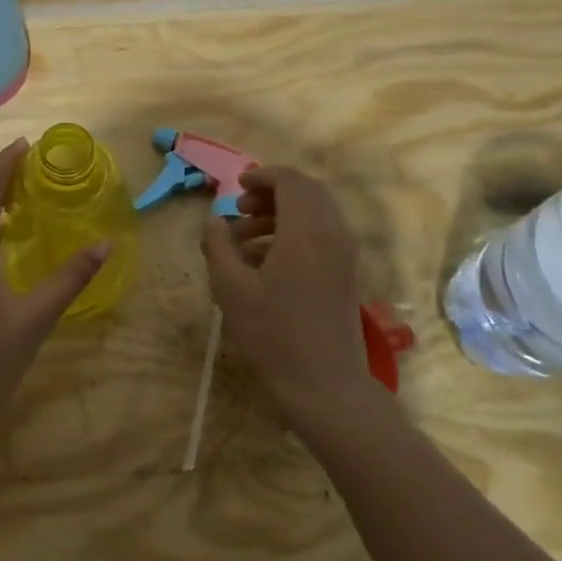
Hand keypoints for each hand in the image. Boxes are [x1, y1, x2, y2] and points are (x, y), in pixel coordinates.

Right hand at [201, 166, 372, 424]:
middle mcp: (333, 233)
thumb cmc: (273, 334)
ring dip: (281, 216)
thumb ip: (218, 246)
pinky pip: (323, 237)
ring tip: (245, 242)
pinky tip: (265, 264)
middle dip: (272, 195)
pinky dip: (295, 235)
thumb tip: (214, 221)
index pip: (290, 181)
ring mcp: (345, 254)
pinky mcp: (347, 274)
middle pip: (307, 193)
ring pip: (316, 215)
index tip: (236, 188)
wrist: (324, 383)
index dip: (262, 177)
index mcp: (306, 230)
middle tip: (240, 212)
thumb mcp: (231, 289)